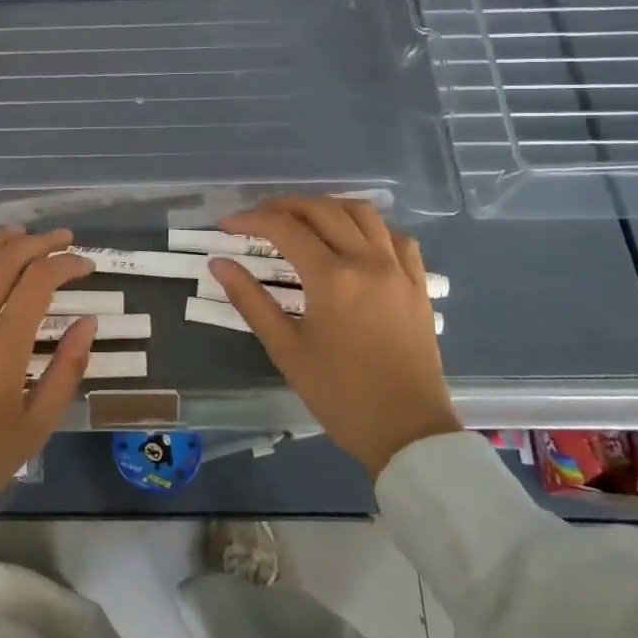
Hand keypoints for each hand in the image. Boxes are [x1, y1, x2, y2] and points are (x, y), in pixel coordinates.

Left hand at [0, 227, 96, 506]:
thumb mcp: (38, 424)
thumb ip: (67, 369)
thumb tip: (88, 322)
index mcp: (3, 348)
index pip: (39, 283)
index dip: (65, 263)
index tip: (84, 263)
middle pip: (3, 263)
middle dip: (36, 243)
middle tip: (58, 238)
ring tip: (15, 233)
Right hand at [209, 198, 459, 475]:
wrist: (407, 431)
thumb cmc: (340, 394)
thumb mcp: (286, 350)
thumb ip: (250, 301)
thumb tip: (219, 264)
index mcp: (332, 278)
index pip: (284, 229)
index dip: (250, 219)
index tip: (226, 224)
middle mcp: (367, 261)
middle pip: (323, 210)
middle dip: (285, 206)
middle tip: (258, 219)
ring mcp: (398, 270)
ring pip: (363, 213)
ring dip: (328, 207)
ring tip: (304, 220)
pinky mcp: (418, 284)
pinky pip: (396, 237)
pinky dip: (370, 227)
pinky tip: (355, 241)